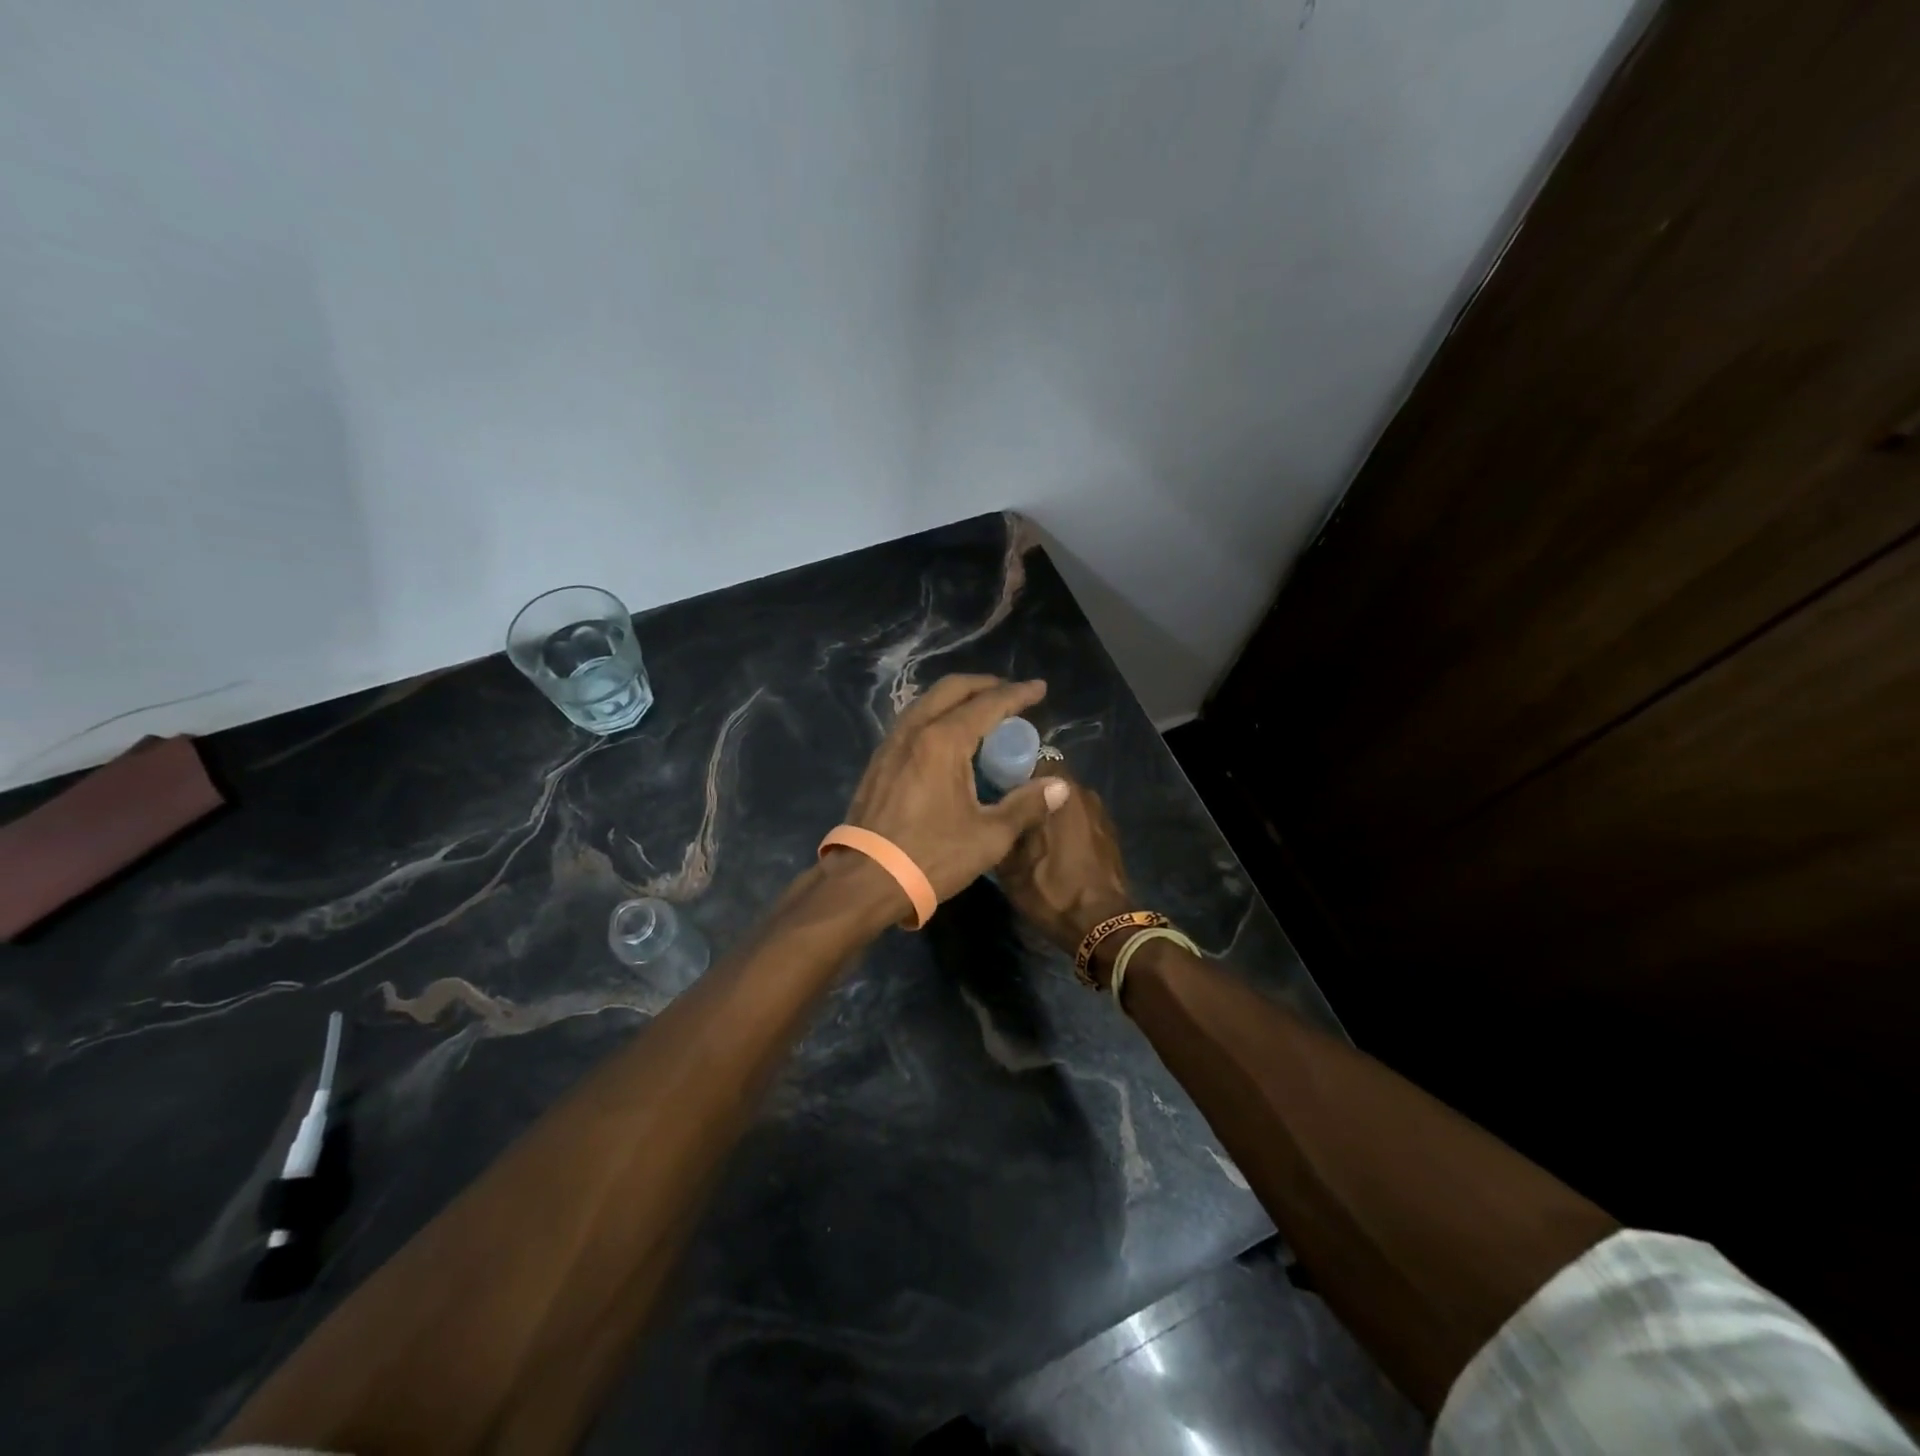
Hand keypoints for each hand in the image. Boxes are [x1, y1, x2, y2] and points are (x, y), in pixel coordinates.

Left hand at [841, 675, 1070, 904]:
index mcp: (943, 741)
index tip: (1039, 689)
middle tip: (1011, 694)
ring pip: (927, 702)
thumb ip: (1025, 805)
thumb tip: (1059, 786)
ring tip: (982, 711)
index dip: (1017, 695)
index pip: (988, 705)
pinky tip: (948, 737)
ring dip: (957, 698)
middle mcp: (914, 731)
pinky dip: (937, 715)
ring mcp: (891, 744)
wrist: (866, 880)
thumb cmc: (931, 857)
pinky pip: (912, 722)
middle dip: (984, 685)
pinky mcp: (879, 761)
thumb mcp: (989, 836)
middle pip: (951, 690)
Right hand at [996, 774, 1133, 963]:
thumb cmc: (1053, 891)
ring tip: (1025, 830)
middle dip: (1026, 791)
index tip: (990, 785)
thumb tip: (992, 810)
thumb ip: (1002, 827)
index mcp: (1060, 791)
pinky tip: (1050, 847)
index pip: (1029, 759)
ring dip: (1046, 809)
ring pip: (1062, 799)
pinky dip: (1063, 825)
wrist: (1103, 926)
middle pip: (1047, 780)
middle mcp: (1083, 792)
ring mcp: (1099, 812)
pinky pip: (1077, 817)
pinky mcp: (1108, 833)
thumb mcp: (1011, 865)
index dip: (1007, 770)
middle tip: (1004, 810)